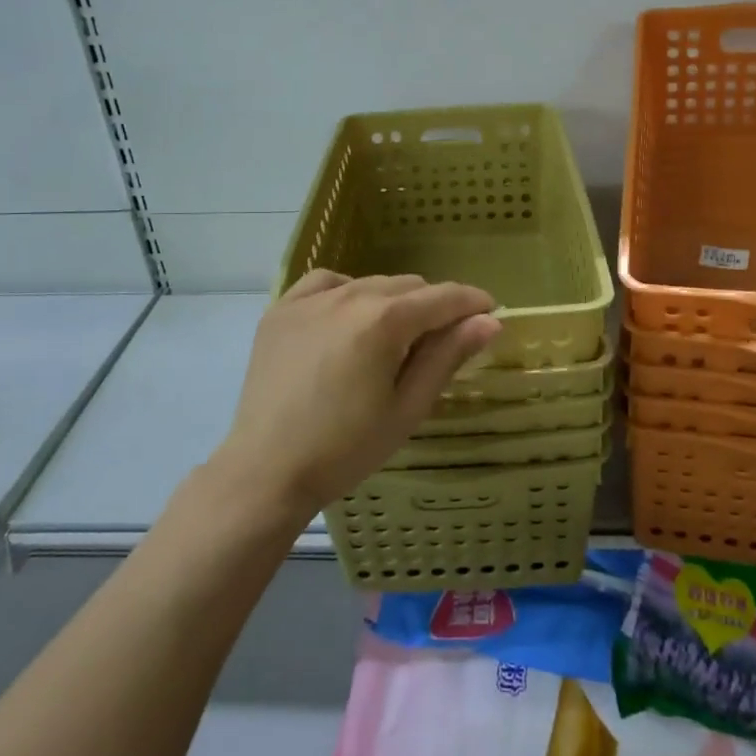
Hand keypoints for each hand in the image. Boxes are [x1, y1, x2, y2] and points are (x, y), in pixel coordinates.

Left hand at [214, 271, 501, 520]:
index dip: (473, 302)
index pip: (443, 297)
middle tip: (438, 343)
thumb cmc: (345, 449)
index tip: (490, 313)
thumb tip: (489, 320)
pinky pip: (326, 283)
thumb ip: (447, 357)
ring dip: (392, 302)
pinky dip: (347, 292)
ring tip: (391, 340)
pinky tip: (347, 319)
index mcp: (384, 321)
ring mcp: (309, 300)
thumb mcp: (407, 408)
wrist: (266, 472)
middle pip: (409, 286)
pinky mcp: (281, 310)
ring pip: (370, 283)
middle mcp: (349, 296)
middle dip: (433, 306)